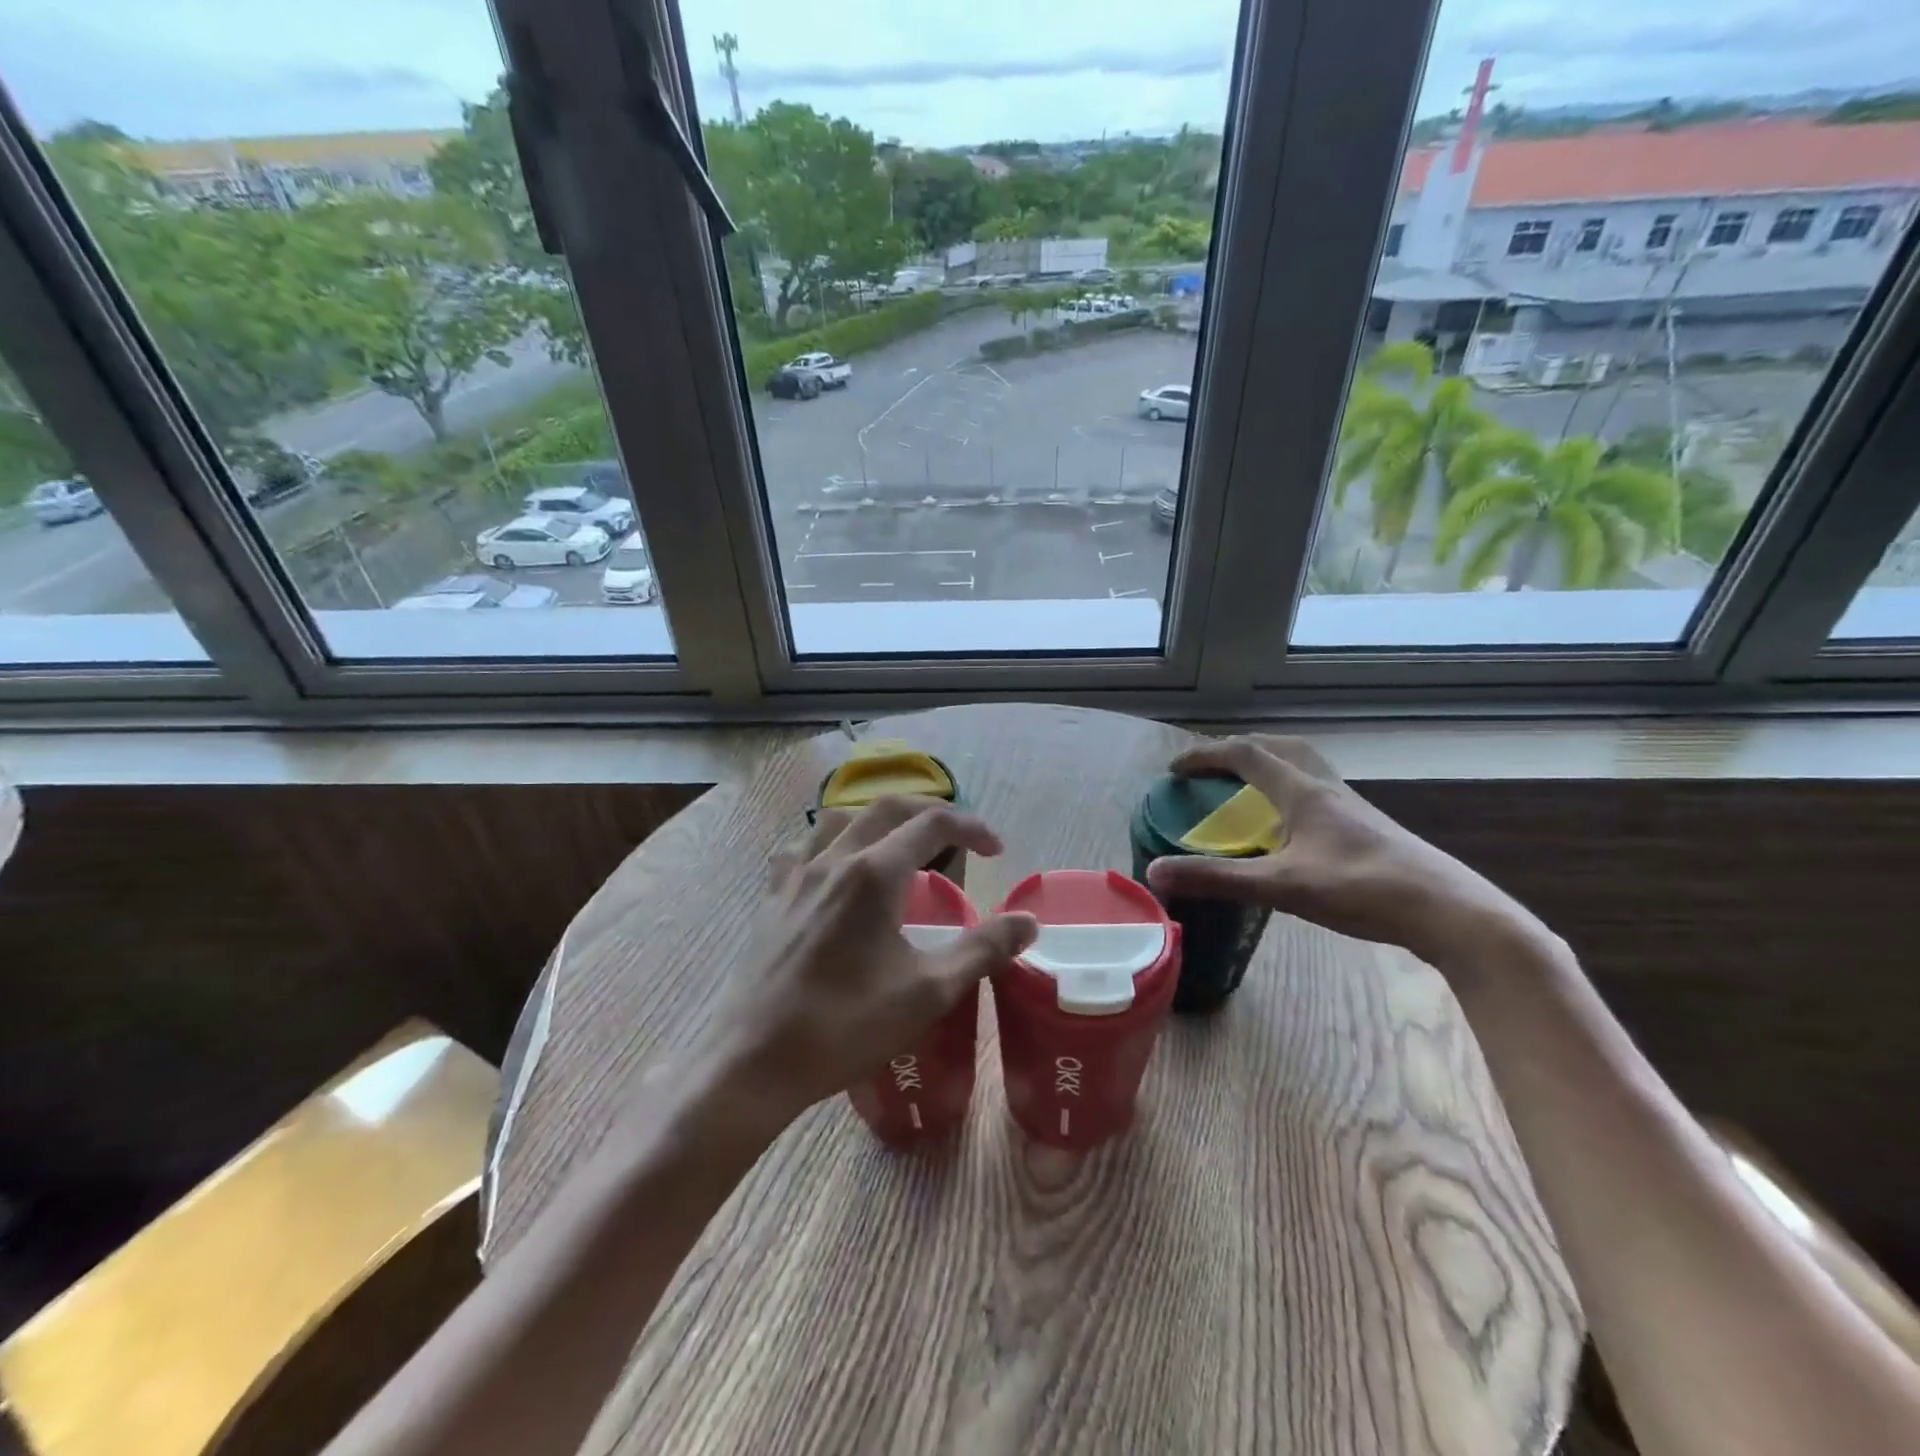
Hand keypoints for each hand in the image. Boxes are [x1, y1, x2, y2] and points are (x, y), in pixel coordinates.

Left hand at [697, 796, 1037, 1127]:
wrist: (753, 1061)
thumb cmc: (845, 1027)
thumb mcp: (927, 992)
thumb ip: (982, 950)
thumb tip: (1028, 922)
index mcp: (874, 874)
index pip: (932, 824)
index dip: (971, 828)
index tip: (997, 851)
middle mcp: (834, 859)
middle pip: (888, 808)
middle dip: (930, 811)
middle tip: (960, 836)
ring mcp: (797, 875)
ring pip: (841, 818)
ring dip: (879, 819)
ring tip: (900, 844)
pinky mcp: (772, 897)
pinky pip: (802, 847)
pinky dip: (829, 841)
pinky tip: (834, 866)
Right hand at [1144, 735, 1535, 973]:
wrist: (1449, 912)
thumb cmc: (1362, 890)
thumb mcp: (1282, 887)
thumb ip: (1218, 879)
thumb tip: (1155, 872)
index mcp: (1303, 792)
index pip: (1245, 754)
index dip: (1205, 755)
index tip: (1173, 770)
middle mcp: (1327, 789)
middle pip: (1279, 748)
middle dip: (1238, 749)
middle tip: (1210, 769)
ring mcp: (1352, 808)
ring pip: (1304, 768)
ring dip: (1269, 766)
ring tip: (1246, 789)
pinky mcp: (1367, 829)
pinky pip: (1318, 793)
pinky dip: (1290, 792)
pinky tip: (1290, 828)